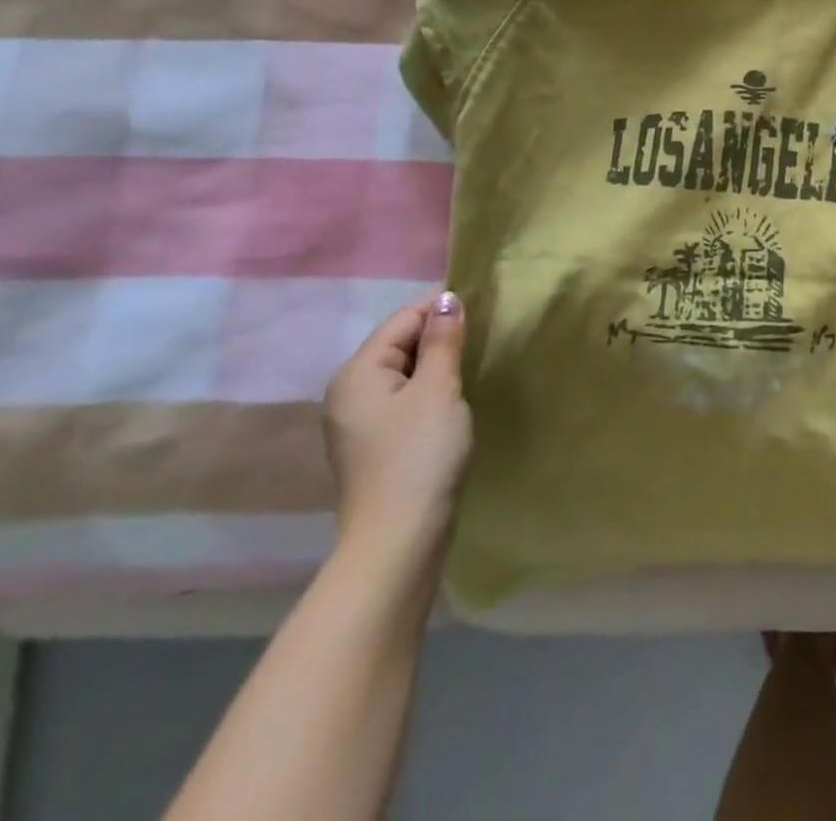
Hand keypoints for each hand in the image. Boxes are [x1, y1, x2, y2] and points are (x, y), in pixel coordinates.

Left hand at [323, 293, 472, 566]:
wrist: (400, 536)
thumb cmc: (420, 453)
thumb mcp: (439, 388)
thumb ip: (443, 341)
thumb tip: (448, 299)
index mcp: (357, 373)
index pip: (401, 320)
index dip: (441, 307)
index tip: (485, 304)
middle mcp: (349, 392)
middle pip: (398, 344)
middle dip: (439, 333)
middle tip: (486, 331)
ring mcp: (359, 421)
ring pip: (403, 372)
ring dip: (437, 361)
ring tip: (476, 358)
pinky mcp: (376, 443)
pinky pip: (404, 397)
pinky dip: (430, 387)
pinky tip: (456, 395)